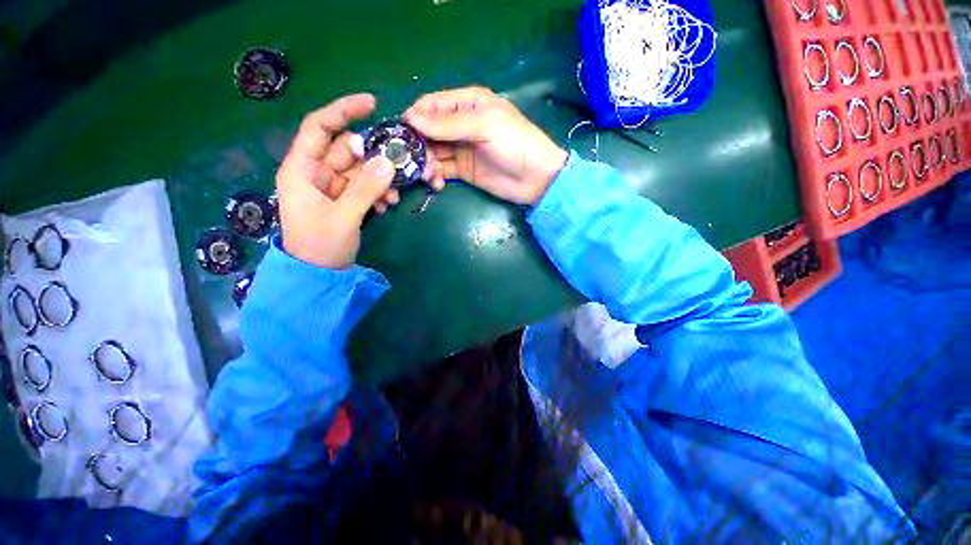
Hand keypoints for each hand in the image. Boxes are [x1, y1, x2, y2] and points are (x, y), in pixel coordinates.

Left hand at [275, 94, 402, 268]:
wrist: (319, 275)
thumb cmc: (320, 246)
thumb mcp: (343, 217)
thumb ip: (365, 190)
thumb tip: (388, 162)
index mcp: (302, 169)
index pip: (319, 127)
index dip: (343, 111)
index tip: (371, 104)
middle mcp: (316, 172)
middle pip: (347, 150)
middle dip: (372, 158)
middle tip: (396, 167)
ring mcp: (332, 187)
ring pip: (359, 169)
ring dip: (379, 180)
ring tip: (392, 197)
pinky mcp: (344, 200)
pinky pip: (364, 186)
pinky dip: (377, 193)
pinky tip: (386, 206)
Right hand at [403, 87, 567, 205]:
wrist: (535, 178)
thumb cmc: (514, 144)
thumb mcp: (484, 126)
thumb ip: (448, 124)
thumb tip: (410, 118)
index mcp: (467, 104)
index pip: (431, 104)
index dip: (415, 116)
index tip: (402, 134)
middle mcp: (460, 124)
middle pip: (428, 130)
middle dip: (418, 145)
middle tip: (416, 162)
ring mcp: (461, 148)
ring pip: (432, 152)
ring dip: (426, 163)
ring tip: (430, 175)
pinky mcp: (463, 170)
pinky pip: (442, 170)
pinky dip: (435, 176)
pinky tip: (437, 183)